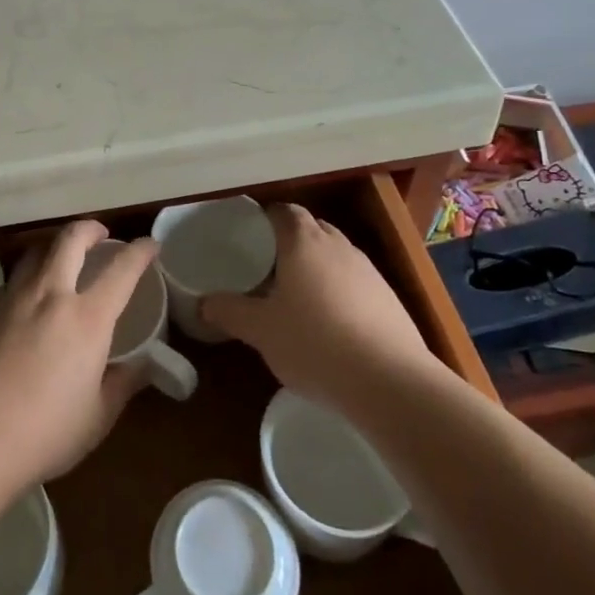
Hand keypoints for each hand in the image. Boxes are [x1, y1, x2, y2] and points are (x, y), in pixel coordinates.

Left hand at [0, 220, 154, 491]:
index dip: (140, 252)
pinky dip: (30, 277)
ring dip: (56, 247)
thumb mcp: (96, 417)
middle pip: (70, 239)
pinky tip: (30, 301)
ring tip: (64, 260)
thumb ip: (122, 384)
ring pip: (37, 252)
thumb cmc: (43, 434)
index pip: (121, 270)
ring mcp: (12, 299)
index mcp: (87, 318)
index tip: (150, 245)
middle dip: (90, 229)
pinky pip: (14, 280)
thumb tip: (143, 366)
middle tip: (101, 236)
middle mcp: (50, 295)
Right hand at [202, 204, 439, 413]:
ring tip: (296, 294)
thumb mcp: (261, 331)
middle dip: (289, 241)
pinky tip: (330, 322)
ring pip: (335, 254)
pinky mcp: (388, 298)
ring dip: (316, 265)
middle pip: (310, 228)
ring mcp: (368, 270)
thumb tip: (204, 303)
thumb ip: (229, 312)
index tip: (247, 236)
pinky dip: (338, 290)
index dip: (264, 219)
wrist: (390, 382)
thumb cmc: (315, 343)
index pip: (282, 212)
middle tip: (266, 265)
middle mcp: (338, 246)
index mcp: (303, 242)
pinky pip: (355, 281)